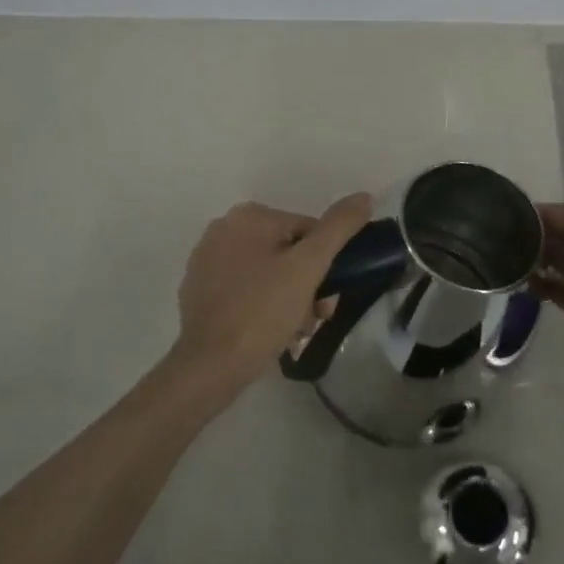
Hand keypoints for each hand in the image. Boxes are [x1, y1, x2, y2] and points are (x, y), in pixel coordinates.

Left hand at [168, 194, 372, 399]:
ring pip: (268, 273)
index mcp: (249, 216)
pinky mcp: (199, 290)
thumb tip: (364, 197)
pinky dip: (262, 306)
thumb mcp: (308, 267)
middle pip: (287, 252)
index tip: (327, 299)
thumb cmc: (262, 312)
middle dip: (306, 286)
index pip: (308, 231)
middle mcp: (223, 229)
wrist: (209, 366)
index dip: (325, 265)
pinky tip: (270, 333)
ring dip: (289, 299)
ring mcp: (207, 260)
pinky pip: (245, 289)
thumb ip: (338, 228)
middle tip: (314, 318)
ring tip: (294, 332)